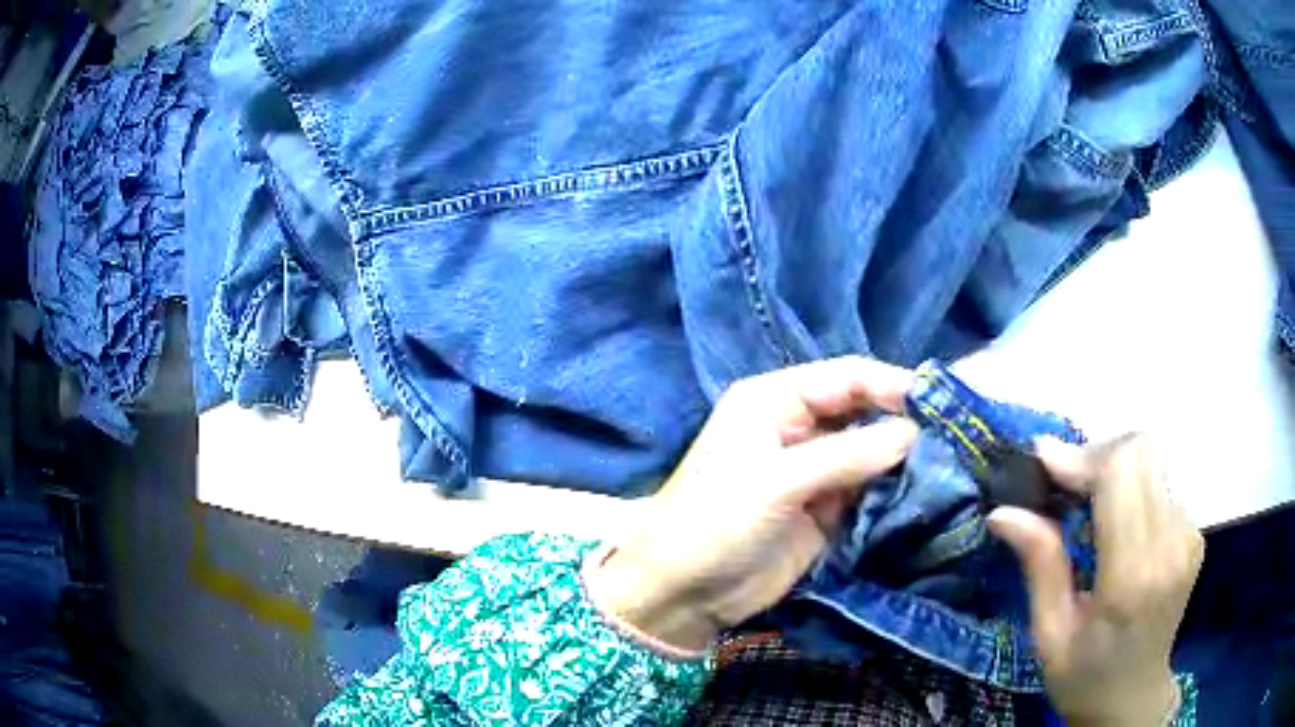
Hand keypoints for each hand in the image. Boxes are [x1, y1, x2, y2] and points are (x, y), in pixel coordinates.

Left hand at [587, 356, 917, 651]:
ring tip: (949, 464)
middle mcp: (797, 426)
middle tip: (953, 436)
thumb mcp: (779, 481)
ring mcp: (812, 470)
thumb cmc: (717, 521)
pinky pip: (866, 490)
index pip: (846, 377)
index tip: (939, 402)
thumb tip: (914, 433)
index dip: (891, 384)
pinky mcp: (823, 510)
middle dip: (902, 421)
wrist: (684, 591)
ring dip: (902, 459)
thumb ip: (848, 455)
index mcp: (775, 399)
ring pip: (869, 452)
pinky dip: (891, 491)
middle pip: (862, 411)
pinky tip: (923, 493)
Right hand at [988, 435, 1203, 725]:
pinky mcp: (1195, 534)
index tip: (1042, 463)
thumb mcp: (1049, 635)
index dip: (1081, 456)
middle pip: (1141, 451)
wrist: (1132, 699)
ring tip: (1084, 500)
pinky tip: (1115, 518)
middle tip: (1062, 483)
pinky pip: (1163, 484)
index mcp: (1133, 576)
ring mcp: (1190, 536)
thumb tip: (1003, 512)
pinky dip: (1134, 486)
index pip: (1121, 473)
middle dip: (1096, 454)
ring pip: (1153, 461)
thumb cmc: (1084, 677)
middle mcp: (1171, 544)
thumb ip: (1040, 566)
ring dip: (1114, 468)